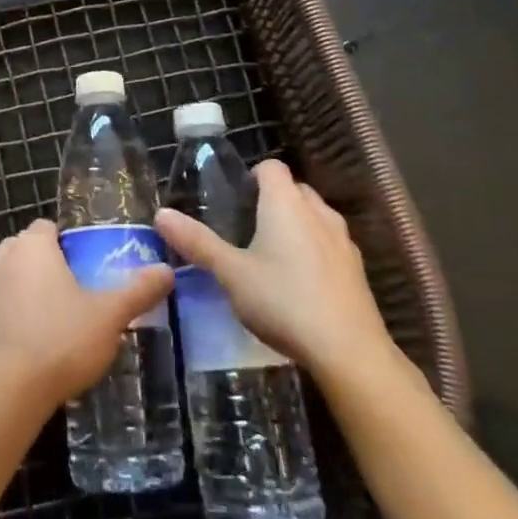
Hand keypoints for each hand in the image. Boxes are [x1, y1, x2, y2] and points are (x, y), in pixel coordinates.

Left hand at [0, 219, 173, 405]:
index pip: (46, 227)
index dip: (65, 242)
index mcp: (32, 247)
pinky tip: (25, 351)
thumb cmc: (63, 338)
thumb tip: (167, 270)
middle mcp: (0, 261)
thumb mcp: (110, 314)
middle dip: (43, 266)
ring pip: (5, 283)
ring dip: (21, 295)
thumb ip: (138, 290)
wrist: (11, 389)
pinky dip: (5, 326)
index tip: (83, 265)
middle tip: (71, 294)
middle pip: (23, 252)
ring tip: (50, 324)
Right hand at [154, 159, 395, 378]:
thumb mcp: (231, 273)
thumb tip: (160, 214)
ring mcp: (343, 239)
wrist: (349, 351)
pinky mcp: (357, 269)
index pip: (270, 167)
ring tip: (272, 258)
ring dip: (296, 226)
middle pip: (293, 189)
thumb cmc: (283, 301)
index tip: (235, 203)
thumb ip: (197, 242)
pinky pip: (330, 244)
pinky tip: (301, 286)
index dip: (252, 178)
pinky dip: (315, 252)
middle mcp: (317, 210)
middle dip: (272, 202)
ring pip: (314, 217)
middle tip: (247, 231)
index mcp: (285, 202)